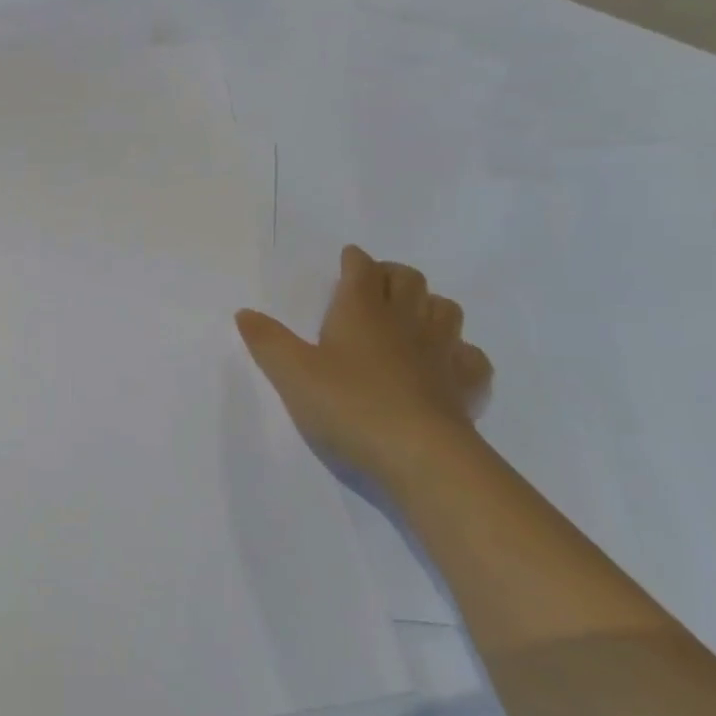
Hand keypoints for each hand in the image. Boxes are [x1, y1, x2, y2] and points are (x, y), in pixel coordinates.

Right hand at [237, 244, 491, 488]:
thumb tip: (245, 312)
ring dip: (429, 306)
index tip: (347, 260)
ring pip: (446, 309)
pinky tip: (444, 366)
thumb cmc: (347, 405)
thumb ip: (267, 341)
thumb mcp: (291, 373)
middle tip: (374, 286)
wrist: (419, 455)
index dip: (354, 261)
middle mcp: (405, 321)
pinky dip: (459, 353)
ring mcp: (442, 351)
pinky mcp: (466, 385)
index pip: (362, 269)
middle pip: (409, 279)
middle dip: (392, 275)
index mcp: (361, 310)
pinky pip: (471, 357)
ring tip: (410, 319)